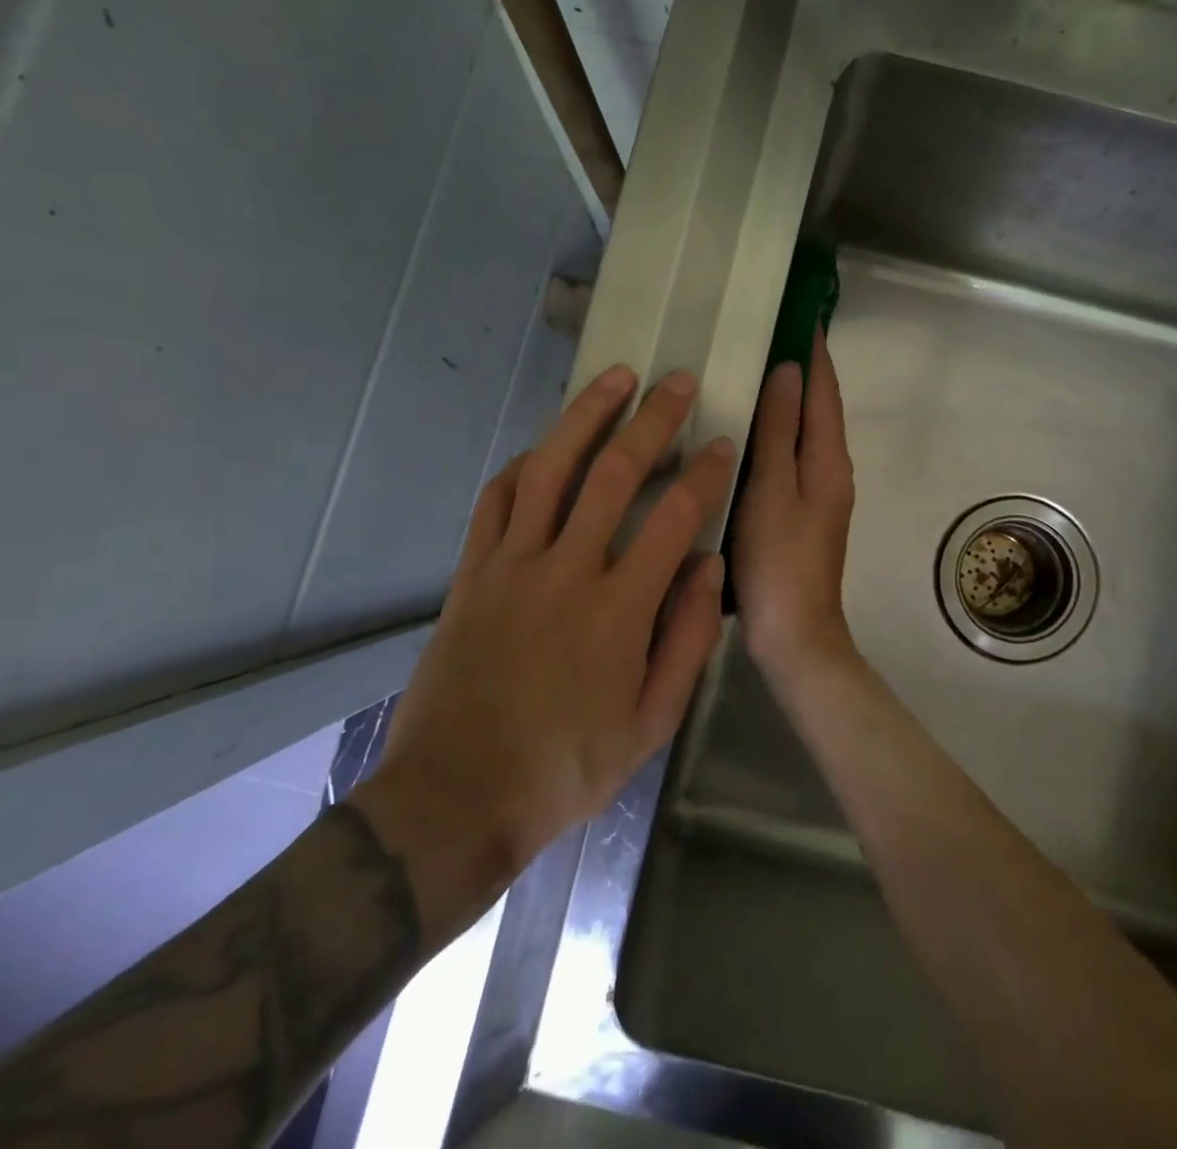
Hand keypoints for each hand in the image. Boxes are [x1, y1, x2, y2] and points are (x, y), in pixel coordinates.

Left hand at [355, 366, 736, 914]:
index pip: (675, 518)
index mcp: (618, 610)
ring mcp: (511, 565)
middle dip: (652, 421)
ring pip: (550, 469)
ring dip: (585, 417)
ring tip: (614, 378)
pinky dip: (522, 465)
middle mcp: (566, 571)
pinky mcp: (471, 572)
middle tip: (676, 382)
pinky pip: (495, 500)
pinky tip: (542, 446)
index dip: (704, 474)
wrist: (455, 797)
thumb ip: (686, 641)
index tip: (722, 444)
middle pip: (614, 474)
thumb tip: (708, 567)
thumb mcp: (649, 724)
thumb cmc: (565, 767)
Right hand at [734, 330, 859, 677]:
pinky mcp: (802, 514)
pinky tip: (748, 432)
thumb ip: (780, 429)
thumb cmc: (778, 559)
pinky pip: (792, 457)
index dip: (815, 351)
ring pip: (805, 432)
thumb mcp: (773, 488)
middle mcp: (832, 470)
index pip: (825, 390)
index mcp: (829, 459)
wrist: (794, 634)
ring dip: (789, 400)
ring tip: (753, 371)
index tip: (800, 312)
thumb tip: (788, 371)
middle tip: (766, 335)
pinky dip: (777, 433)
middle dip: (802, 370)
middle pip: (819, 408)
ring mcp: (819, 494)